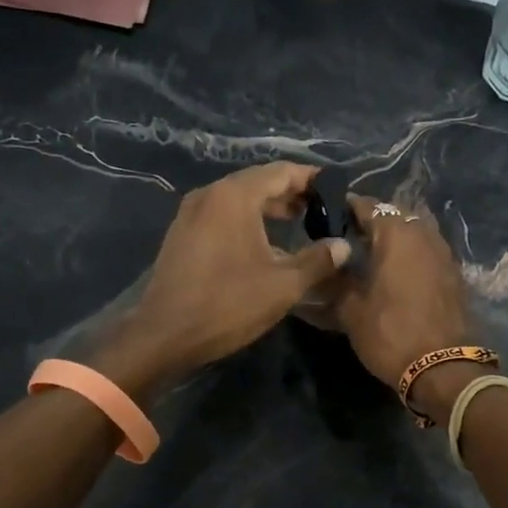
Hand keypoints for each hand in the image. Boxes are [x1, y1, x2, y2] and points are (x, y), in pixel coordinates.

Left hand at [98, 163, 350, 393]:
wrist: (164, 335)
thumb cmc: (228, 304)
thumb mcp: (283, 284)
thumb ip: (318, 260)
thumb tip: (343, 246)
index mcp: (235, 196)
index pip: (282, 172)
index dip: (313, 180)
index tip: (337, 191)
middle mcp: (210, 194)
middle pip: (259, 182)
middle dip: (292, 194)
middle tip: (322, 210)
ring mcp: (191, 213)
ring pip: (239, 199)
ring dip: (269, 208)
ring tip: (299, 224)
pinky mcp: (182, 234)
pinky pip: (222, 215)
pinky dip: (247, 221)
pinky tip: (265, 244)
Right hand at [329, 196, 479, 412]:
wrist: (444, 367)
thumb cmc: (391, 333)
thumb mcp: (351, 310)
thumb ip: (335, 281)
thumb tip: (325, 266)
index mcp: (396, 234)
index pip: (369, 206)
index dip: (348, 208)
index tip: (330, 215)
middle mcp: (424, 234)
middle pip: (395, 215)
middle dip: (373, 221)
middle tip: (350, 237)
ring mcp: (444, 253)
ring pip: (414, 231)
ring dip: (395, 237)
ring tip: (372, 254)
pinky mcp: (454, 273)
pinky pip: (427, 251)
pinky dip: (411, 254)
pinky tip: (396, 272)